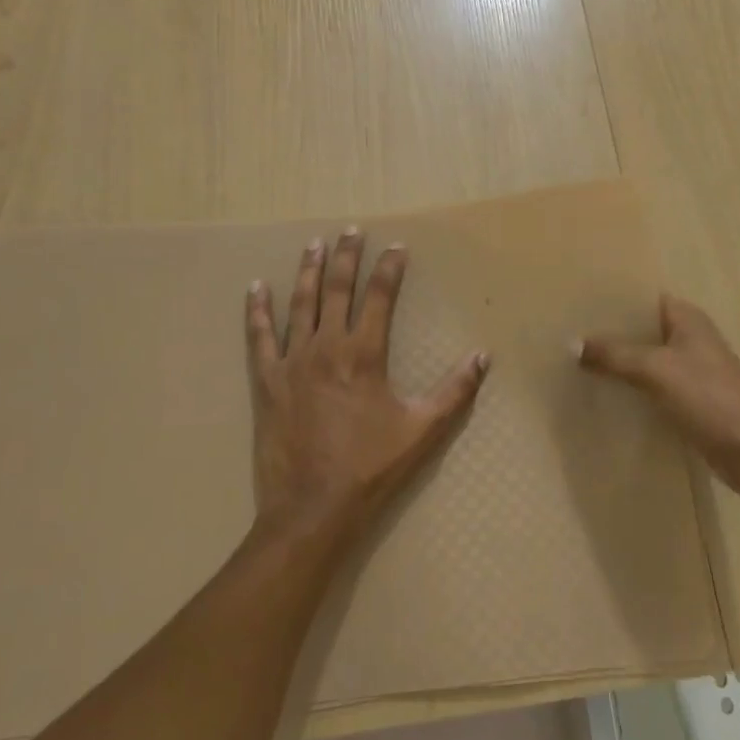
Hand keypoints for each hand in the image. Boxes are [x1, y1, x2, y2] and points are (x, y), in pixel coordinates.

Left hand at [245, 227, 489, 543]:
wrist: (312, 509)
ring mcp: (292, 362)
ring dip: (307, 270)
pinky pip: (258, 337)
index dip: (389, 268)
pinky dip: (256, 310)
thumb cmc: (371, 468)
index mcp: (364, 354)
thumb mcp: (423, 431)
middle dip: (346, 256)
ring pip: (299, 304)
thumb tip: (483, 357)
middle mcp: (326, 347)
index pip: (380, 297)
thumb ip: (455, 391)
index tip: (396, 247)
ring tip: (313, 243)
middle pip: (336, 289)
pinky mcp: (266, 382)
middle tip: (350, 230)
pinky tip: (255, 287)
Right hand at [574, 293, 739, 499]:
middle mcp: (689, 338)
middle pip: (640, 329)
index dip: (612, 299)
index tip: (575, 302)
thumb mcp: (657, 370)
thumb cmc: (710, 398)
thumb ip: (614, 355)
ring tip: (573, 360)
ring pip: (644, 359)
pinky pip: (650, 386)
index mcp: (687, 318)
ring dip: (616, 362)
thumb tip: (571, 343)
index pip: (643, 298)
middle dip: (608, 332)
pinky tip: (600, 393)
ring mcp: (689, 371)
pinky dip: (628, 387)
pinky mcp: (688, 401)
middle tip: (566, 333)